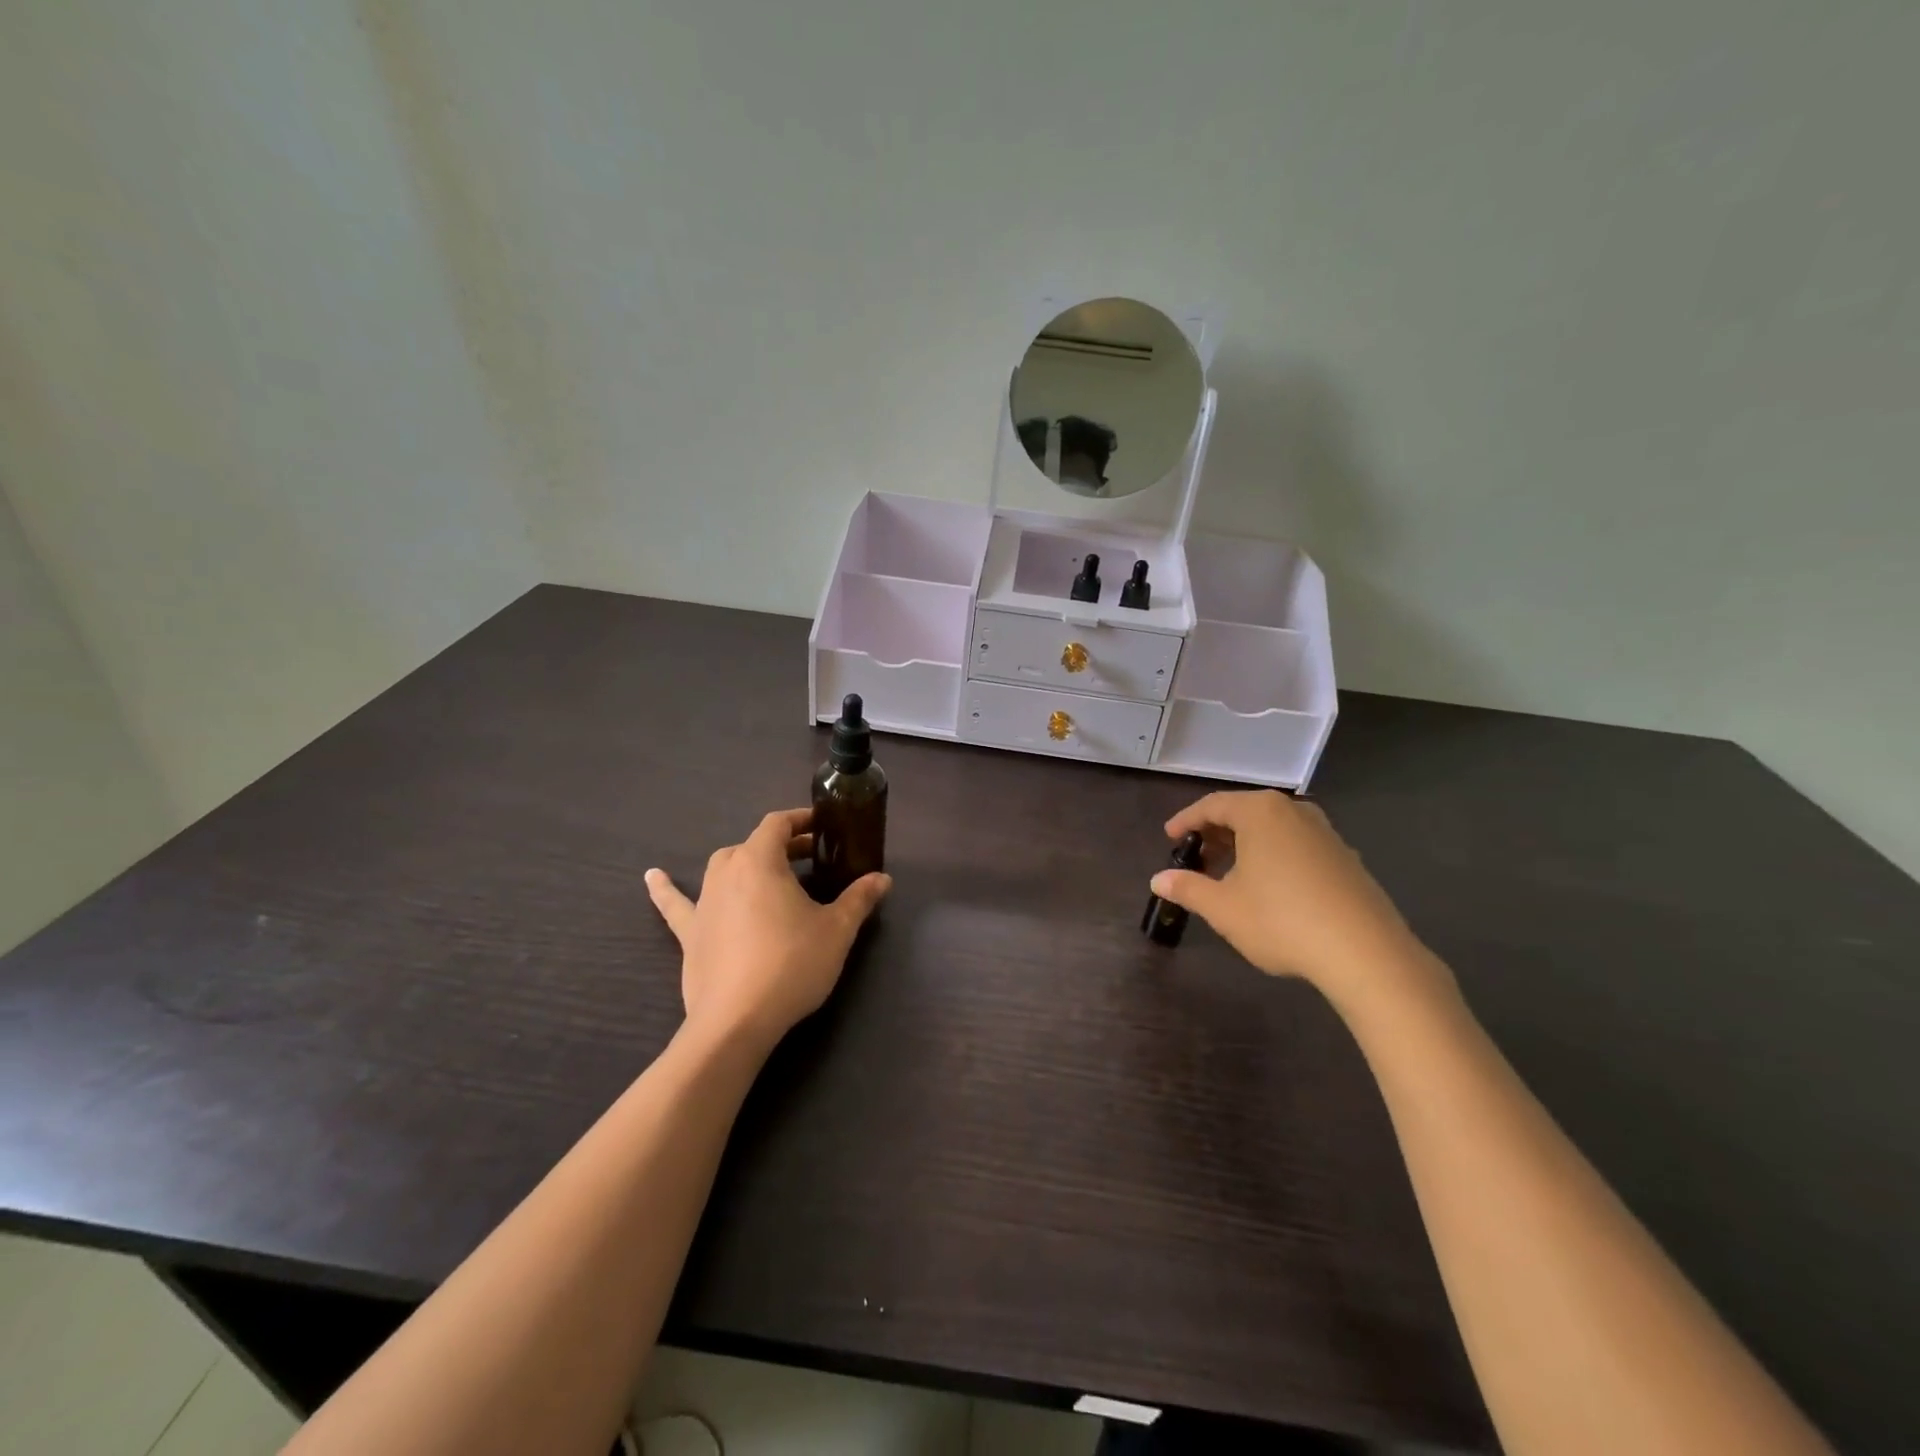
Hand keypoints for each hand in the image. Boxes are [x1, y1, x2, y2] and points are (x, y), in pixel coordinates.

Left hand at [645, 808, 890, 1053]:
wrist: (737, 1020)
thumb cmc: (791, 964)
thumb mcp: (837, 930)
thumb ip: (859, 899)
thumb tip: (883, 879)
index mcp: (761, 861)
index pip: (778, 824)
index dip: (801, 820)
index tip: (823, 828)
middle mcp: (727, 871)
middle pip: (754, 844)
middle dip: (783, 846)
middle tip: (811, 860)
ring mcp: (704, 901)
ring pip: (724, 867)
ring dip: (747, 863)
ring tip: (768, 873)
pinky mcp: (690, 932)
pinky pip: (676, 903)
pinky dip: (666, 889)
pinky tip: (652, 877)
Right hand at [1152, 790, 1445, 1010]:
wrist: (1365, 952)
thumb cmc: (1282, 920)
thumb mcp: (1223, 908)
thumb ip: (1188, 889)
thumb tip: (1158, 880)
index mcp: (1260, 812)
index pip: (1212, 805)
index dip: (1186, 821)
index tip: (1170, 838)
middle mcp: (1294, 811)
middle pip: (1244, 812)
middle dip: (1216, 833)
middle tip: (1196, 857)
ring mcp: (1325, 833)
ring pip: (1273, 829)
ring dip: (1245, 845)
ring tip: (1229, 874)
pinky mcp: (1346, 858)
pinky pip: (1297, 845)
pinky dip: (1274, 856)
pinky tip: (1269, 887)